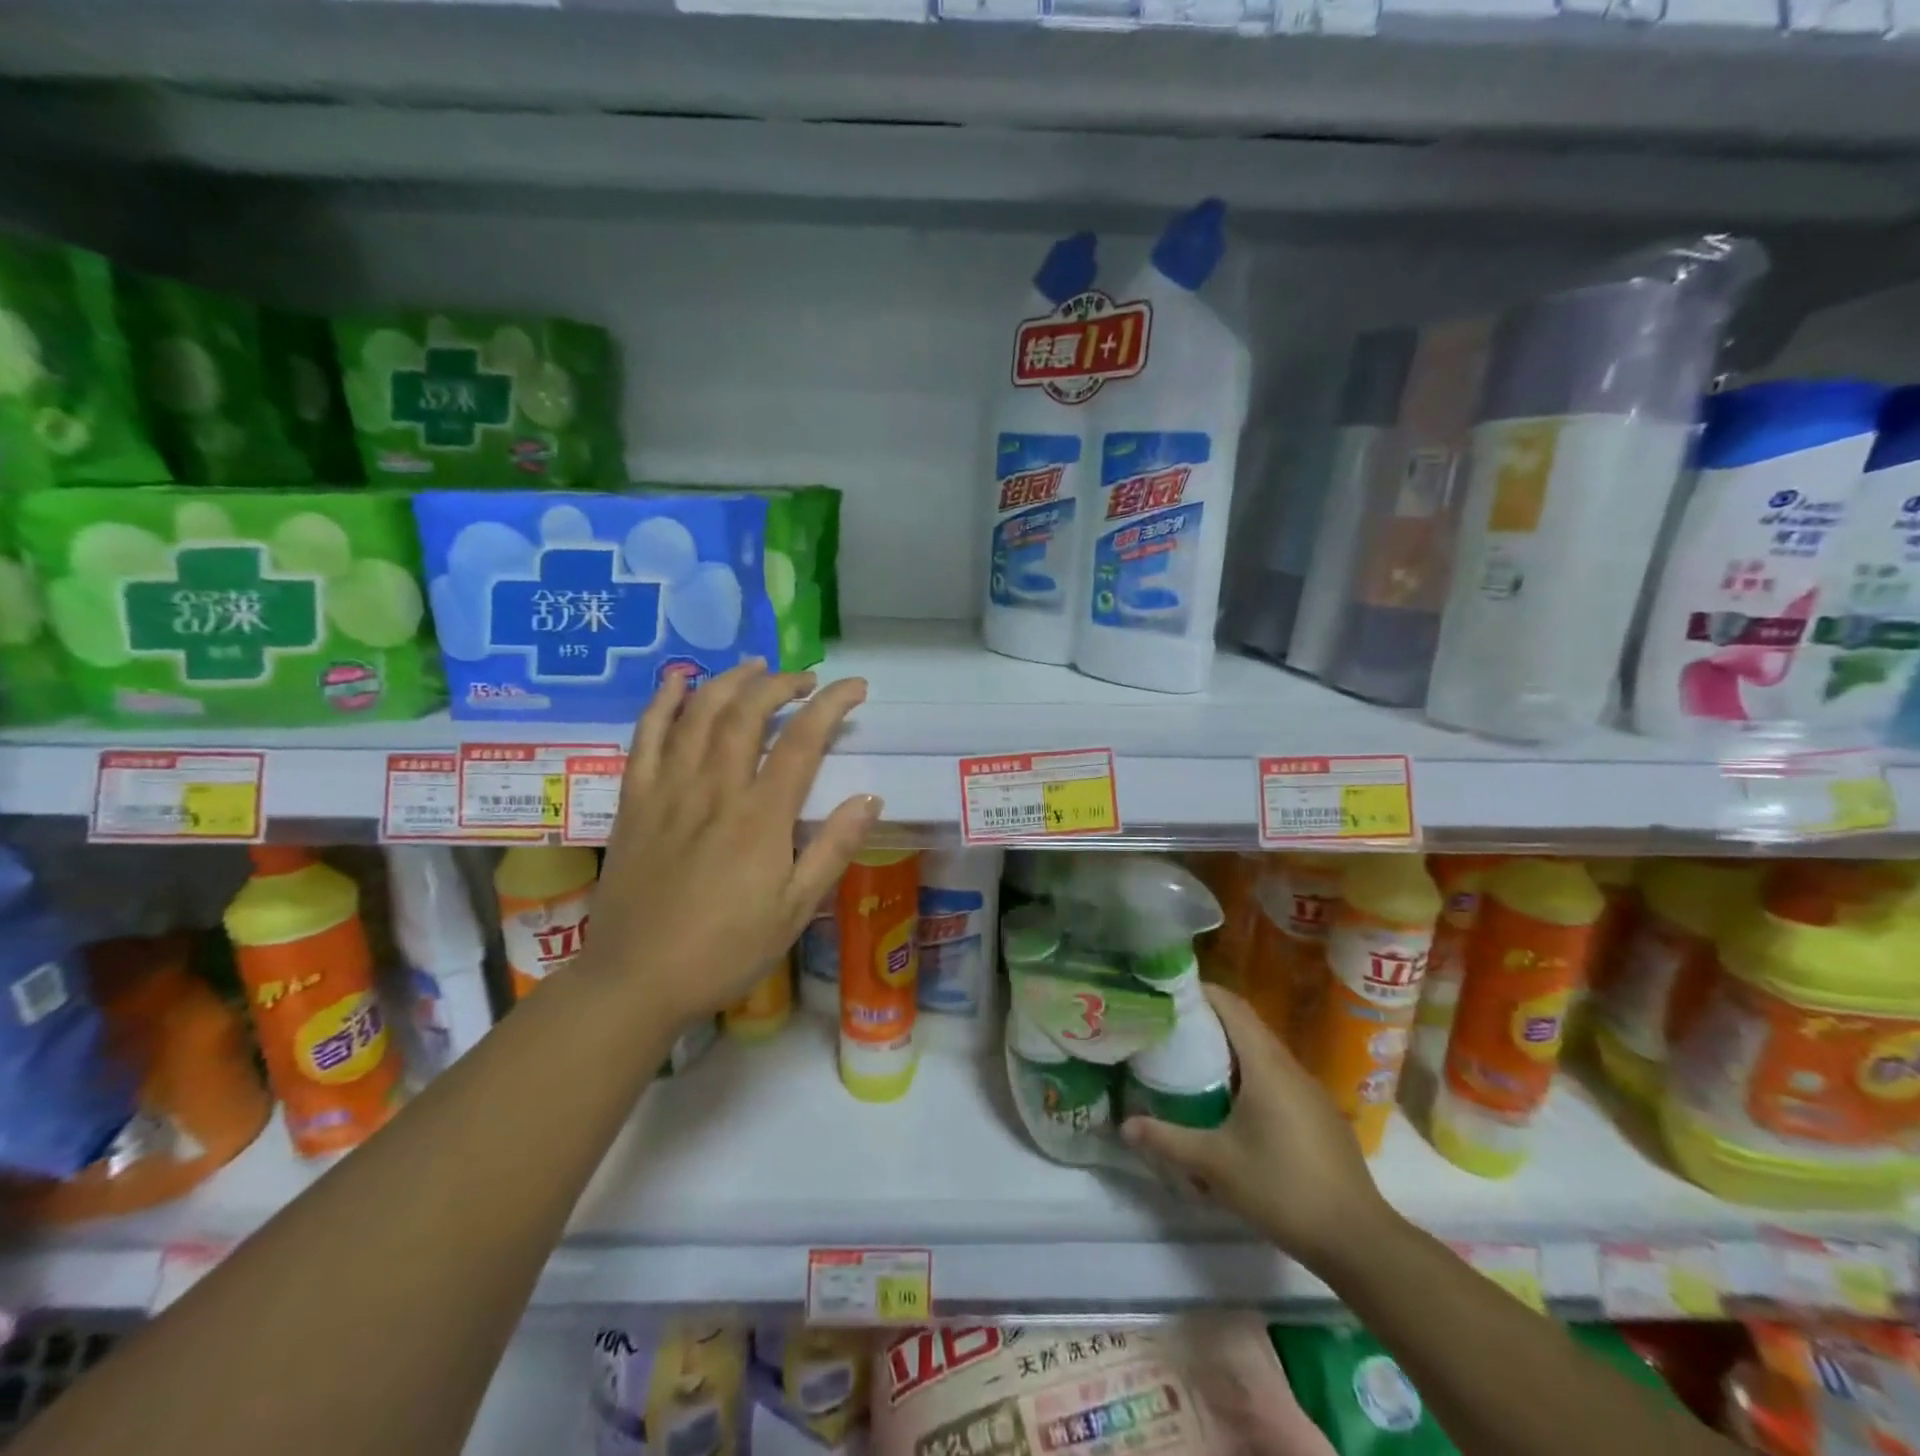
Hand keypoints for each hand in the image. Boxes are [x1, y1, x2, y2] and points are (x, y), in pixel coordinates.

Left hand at [579, 661, 880, 1027]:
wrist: (636, 980)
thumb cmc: (725, 951)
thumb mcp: (795, 910)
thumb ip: (833, 849)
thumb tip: (870, 798)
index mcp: (760, 817)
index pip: (803, 740)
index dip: (831, 705)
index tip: (855, 687)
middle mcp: (714, 789)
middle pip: (748, 712)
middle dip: (781, 684)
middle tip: (806, 680)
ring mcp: (668, 790)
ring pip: (699, 714)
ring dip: (730, 681)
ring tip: (754, 667)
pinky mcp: (634, 801)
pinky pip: (645, 737)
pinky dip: (663, 702)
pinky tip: (677, 680)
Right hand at [1121, 986, 1392, 1270]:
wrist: (1357, 1238)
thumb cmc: (1281, 1188)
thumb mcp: (1215, 1165)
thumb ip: (1167, 1140)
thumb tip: (1124, 1125)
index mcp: (1265, 1065)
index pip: (1232, 1006)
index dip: (1202, 992)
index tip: (1170, 994)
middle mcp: (1290, 1067)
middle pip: (1247, 1025)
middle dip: (1210, 1021)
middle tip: (1172, 1029)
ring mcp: (1310, 1091)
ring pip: (1264, 1053)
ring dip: (1232, 1050)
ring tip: (1195, 1063)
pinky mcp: (1321, 1115)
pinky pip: (1279, 1077)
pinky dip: (1252, 1075)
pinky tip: (1235, 1106)